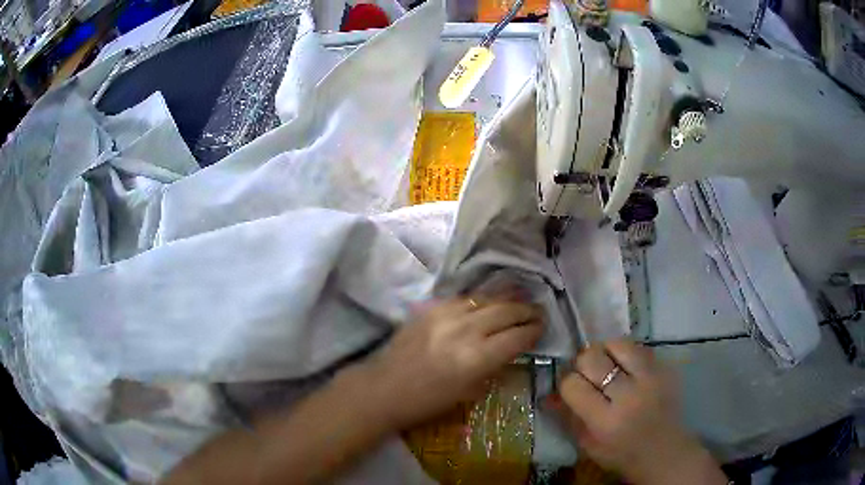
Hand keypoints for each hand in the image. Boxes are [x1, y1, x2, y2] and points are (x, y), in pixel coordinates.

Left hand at [358, 297, 542, 428]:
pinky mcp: (430, 308)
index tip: (542, 329)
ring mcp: (446, 315)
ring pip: (486, 299)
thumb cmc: (427, 402)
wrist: (384, 388)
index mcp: (476, 359)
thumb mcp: (469, 393)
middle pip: (506, 311)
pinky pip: (463, 298)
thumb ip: (494, 368)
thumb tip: (513, 350)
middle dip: (526, 311)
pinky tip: (487, 302)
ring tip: (520, 300)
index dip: (534, 331)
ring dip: (507, 300)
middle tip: (537, 313)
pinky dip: (480, 300)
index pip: (517, 337)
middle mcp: (465, 330)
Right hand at [552, 340, 726, 484]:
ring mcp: (651, 378)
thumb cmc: (621, 454)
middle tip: (588, 375)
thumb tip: (549, 393)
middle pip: (592, 358)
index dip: (567, 383)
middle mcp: (628, 396)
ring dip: (606, 351)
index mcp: (605, 421)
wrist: (664, 451)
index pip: (572, 384)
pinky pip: (639, 347)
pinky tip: (627, 368)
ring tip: (608, 365)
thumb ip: (568, 417)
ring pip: (617, 343)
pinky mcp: (665, 368)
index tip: (572, 388)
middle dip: (583, 363)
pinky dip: (627, 353)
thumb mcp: (588, 445)